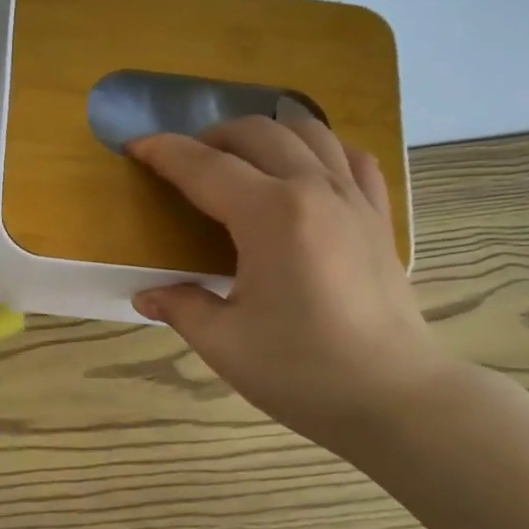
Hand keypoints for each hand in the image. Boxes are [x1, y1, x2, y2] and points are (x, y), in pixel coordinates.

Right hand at [128, 116, 453, 450]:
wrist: (392, 397)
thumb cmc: (301, 371)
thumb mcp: (224, 343)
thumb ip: (181, 306)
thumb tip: (146, 294)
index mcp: (271, 215)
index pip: (205, 168)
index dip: (165, 153)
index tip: (135, 146)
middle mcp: (315, 190)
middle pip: (257, 134)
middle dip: (211, 137)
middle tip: (183, 164)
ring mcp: (355, 199)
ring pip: (308, 131)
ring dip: (265, 134)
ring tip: (240, 161)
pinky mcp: (379, 217)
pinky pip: (350, 158)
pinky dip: (319, 151)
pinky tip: (304, 174)